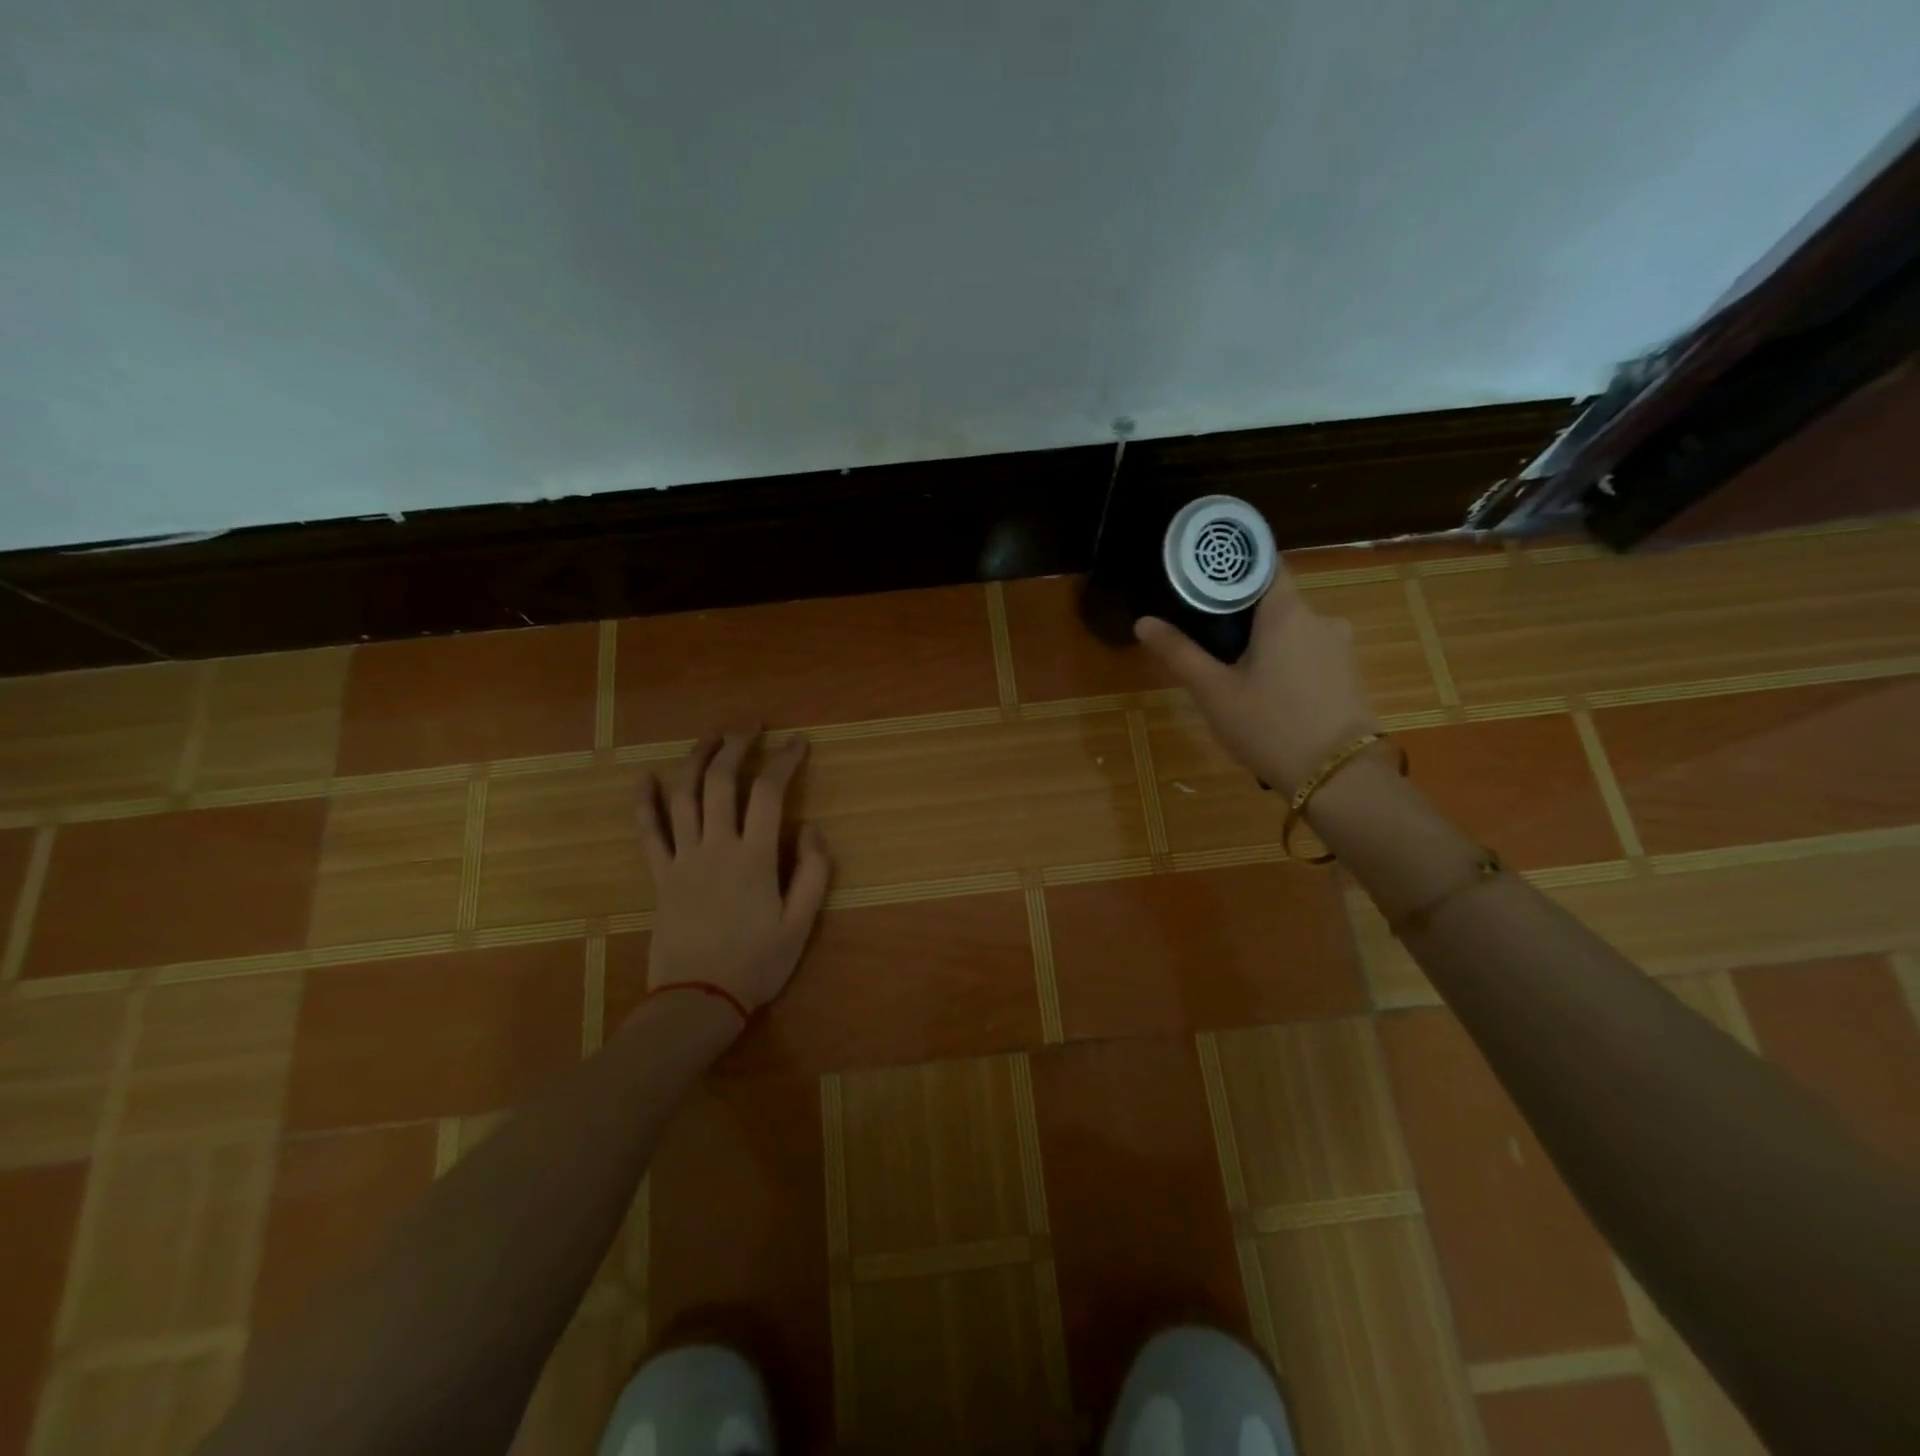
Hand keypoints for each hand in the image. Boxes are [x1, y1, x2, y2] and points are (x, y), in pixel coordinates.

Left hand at [636, 731, 832, 1020]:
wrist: (697, 1000)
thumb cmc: (756, 964)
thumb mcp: (800, 924)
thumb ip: (813, 873)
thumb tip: (813, 829)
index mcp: (754, 857)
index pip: (769, 793)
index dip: (784, 760)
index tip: (798, 742)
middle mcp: (716, 846)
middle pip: (721, 781)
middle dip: (737, 745)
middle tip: (752, 726)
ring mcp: (683, 858)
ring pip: (683, 796)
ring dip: (696, 759)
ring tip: (711, 736)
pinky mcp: (661, 875)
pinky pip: (649, 832)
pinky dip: (646, 802)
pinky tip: (647, 778)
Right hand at [1135, 562, 1379, 794]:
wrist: (1338, 778)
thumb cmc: (1269, 726)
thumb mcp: (1213, 692)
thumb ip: (1178, 653)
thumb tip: (1143, 622)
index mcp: (1286, 612)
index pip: (1264, 564)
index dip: (1233, 567)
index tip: (1204, 578)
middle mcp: (1320, 618)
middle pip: (1275, 600)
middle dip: (1242, 613)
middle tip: (1206, 635)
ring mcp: (1340, 647)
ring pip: (1292, 630)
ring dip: (1265, 642)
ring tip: (1234, 671)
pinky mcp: (1348, 674)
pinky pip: (1309, 654)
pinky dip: (1286, 662)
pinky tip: (1268, 693)